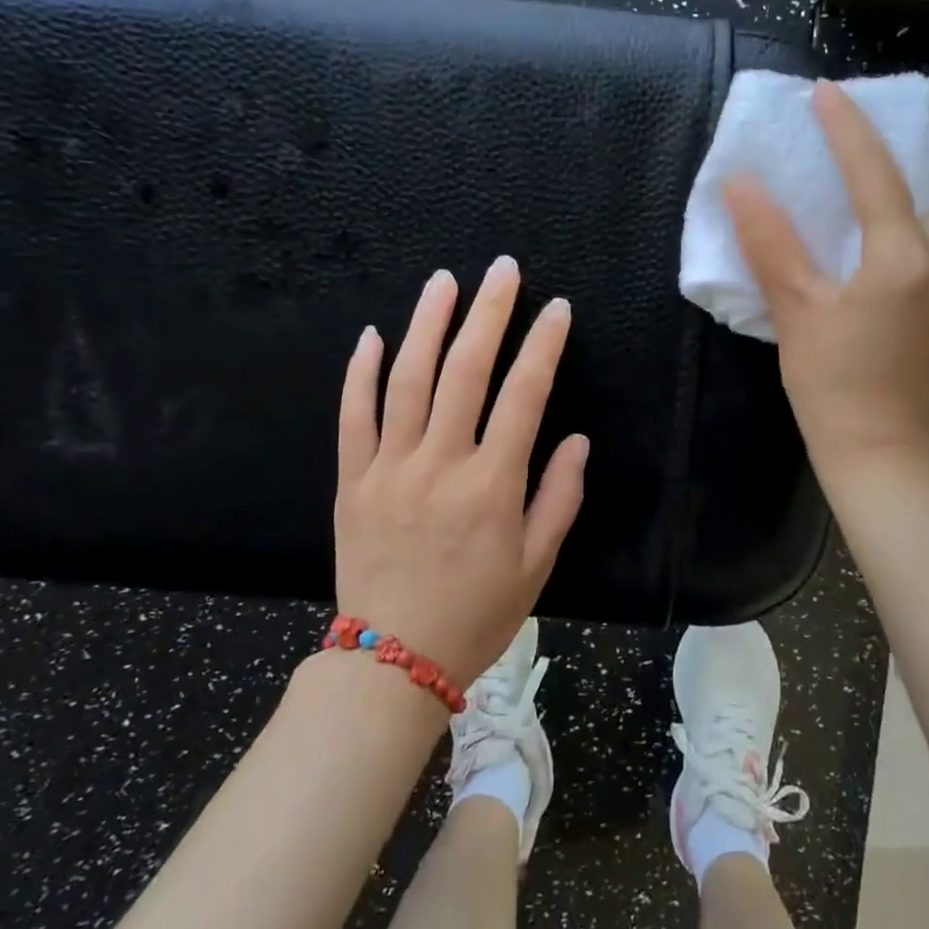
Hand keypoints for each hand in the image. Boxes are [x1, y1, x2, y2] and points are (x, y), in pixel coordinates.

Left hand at [334, 257, 588, 688]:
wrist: (391, 659)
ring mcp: (390, 467)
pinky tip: (373, 335)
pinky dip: (361, 372)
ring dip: (427, 324)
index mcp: (492, 484)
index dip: (543, 346)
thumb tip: (575, 440)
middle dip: (488, 313)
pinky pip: (353, 417)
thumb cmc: (476, 613)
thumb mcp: (536, 565)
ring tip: (444, 281)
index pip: (524, 395)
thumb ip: (559, 498)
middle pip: (465, 371)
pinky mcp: (352, 480)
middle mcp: (440, 463)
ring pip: (407, 380)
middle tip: (502, 269)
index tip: (556, 309)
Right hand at [724, 81, 928, 474]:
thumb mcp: (796, 310)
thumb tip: (741, 184)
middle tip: (874, 169)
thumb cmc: (834, 383)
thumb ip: (770, 242)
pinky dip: (923, 235)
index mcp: (905, 256)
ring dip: (927, 199)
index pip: (877, 173)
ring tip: (874, 211)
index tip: (825, 94)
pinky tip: (880, 263)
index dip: (847, 128)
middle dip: (926, 162)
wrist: (883, 452)